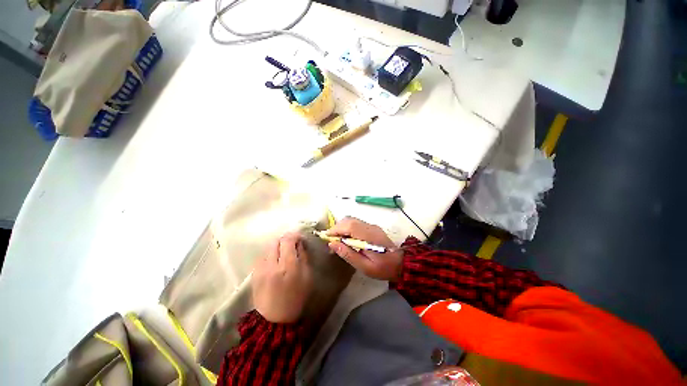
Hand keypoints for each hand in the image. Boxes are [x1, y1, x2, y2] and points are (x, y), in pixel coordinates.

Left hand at [252, 232, 312, 322]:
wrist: (275, 319)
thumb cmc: (296, 297)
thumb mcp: (307, 276)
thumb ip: (303, 256)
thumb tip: (299, 243)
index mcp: (288, 266)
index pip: (288, 240)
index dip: (294, 235)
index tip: (299, 238)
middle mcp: (272, 264)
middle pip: (276, 241)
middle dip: (284, 240)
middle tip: (291, 245)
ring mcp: (261, 269)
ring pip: (268, 248)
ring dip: (277, 247)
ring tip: (283, 255)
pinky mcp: (254, 274)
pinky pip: (262, 257)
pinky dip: (270, 255)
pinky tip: (274, 263)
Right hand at [326, 217, 403, 280]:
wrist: (401, 263)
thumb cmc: (383, 268)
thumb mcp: (365, 266)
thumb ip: (348, 254)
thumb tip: (332, 244)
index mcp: (368, 236)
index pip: (349, 225)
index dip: (336, 229)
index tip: (326, 237)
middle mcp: (369, 227)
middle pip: (349, 220)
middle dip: (337, 227)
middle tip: (331, 240)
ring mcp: (371, 226)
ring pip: (352, 220)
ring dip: (342, 227)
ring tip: (337, 240)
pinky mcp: (372, 228)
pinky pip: (356, 223)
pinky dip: (348, 228)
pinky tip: (347, 238)